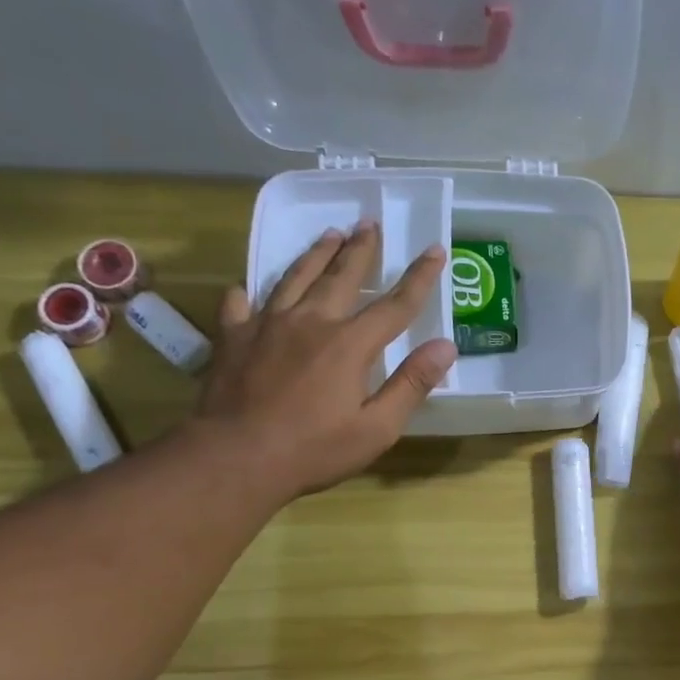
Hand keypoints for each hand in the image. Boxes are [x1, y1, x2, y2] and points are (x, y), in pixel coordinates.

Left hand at [192, 224, 455, 501]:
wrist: (237, 457)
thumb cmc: (315, 449)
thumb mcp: (377, 428)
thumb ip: (411, 384)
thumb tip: (446, 347)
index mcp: (349, 345)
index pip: (394, 305)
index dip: (418, 278)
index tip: (434, 250)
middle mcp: (310, 322)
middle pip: (340, 277)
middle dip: (360, 250)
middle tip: (368, 223)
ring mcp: (267, 325)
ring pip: (294, 278)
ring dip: (315, 255)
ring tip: (328, 235)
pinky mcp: (233, 337)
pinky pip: (241, 304)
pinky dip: (248, 293)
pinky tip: (248, 288)